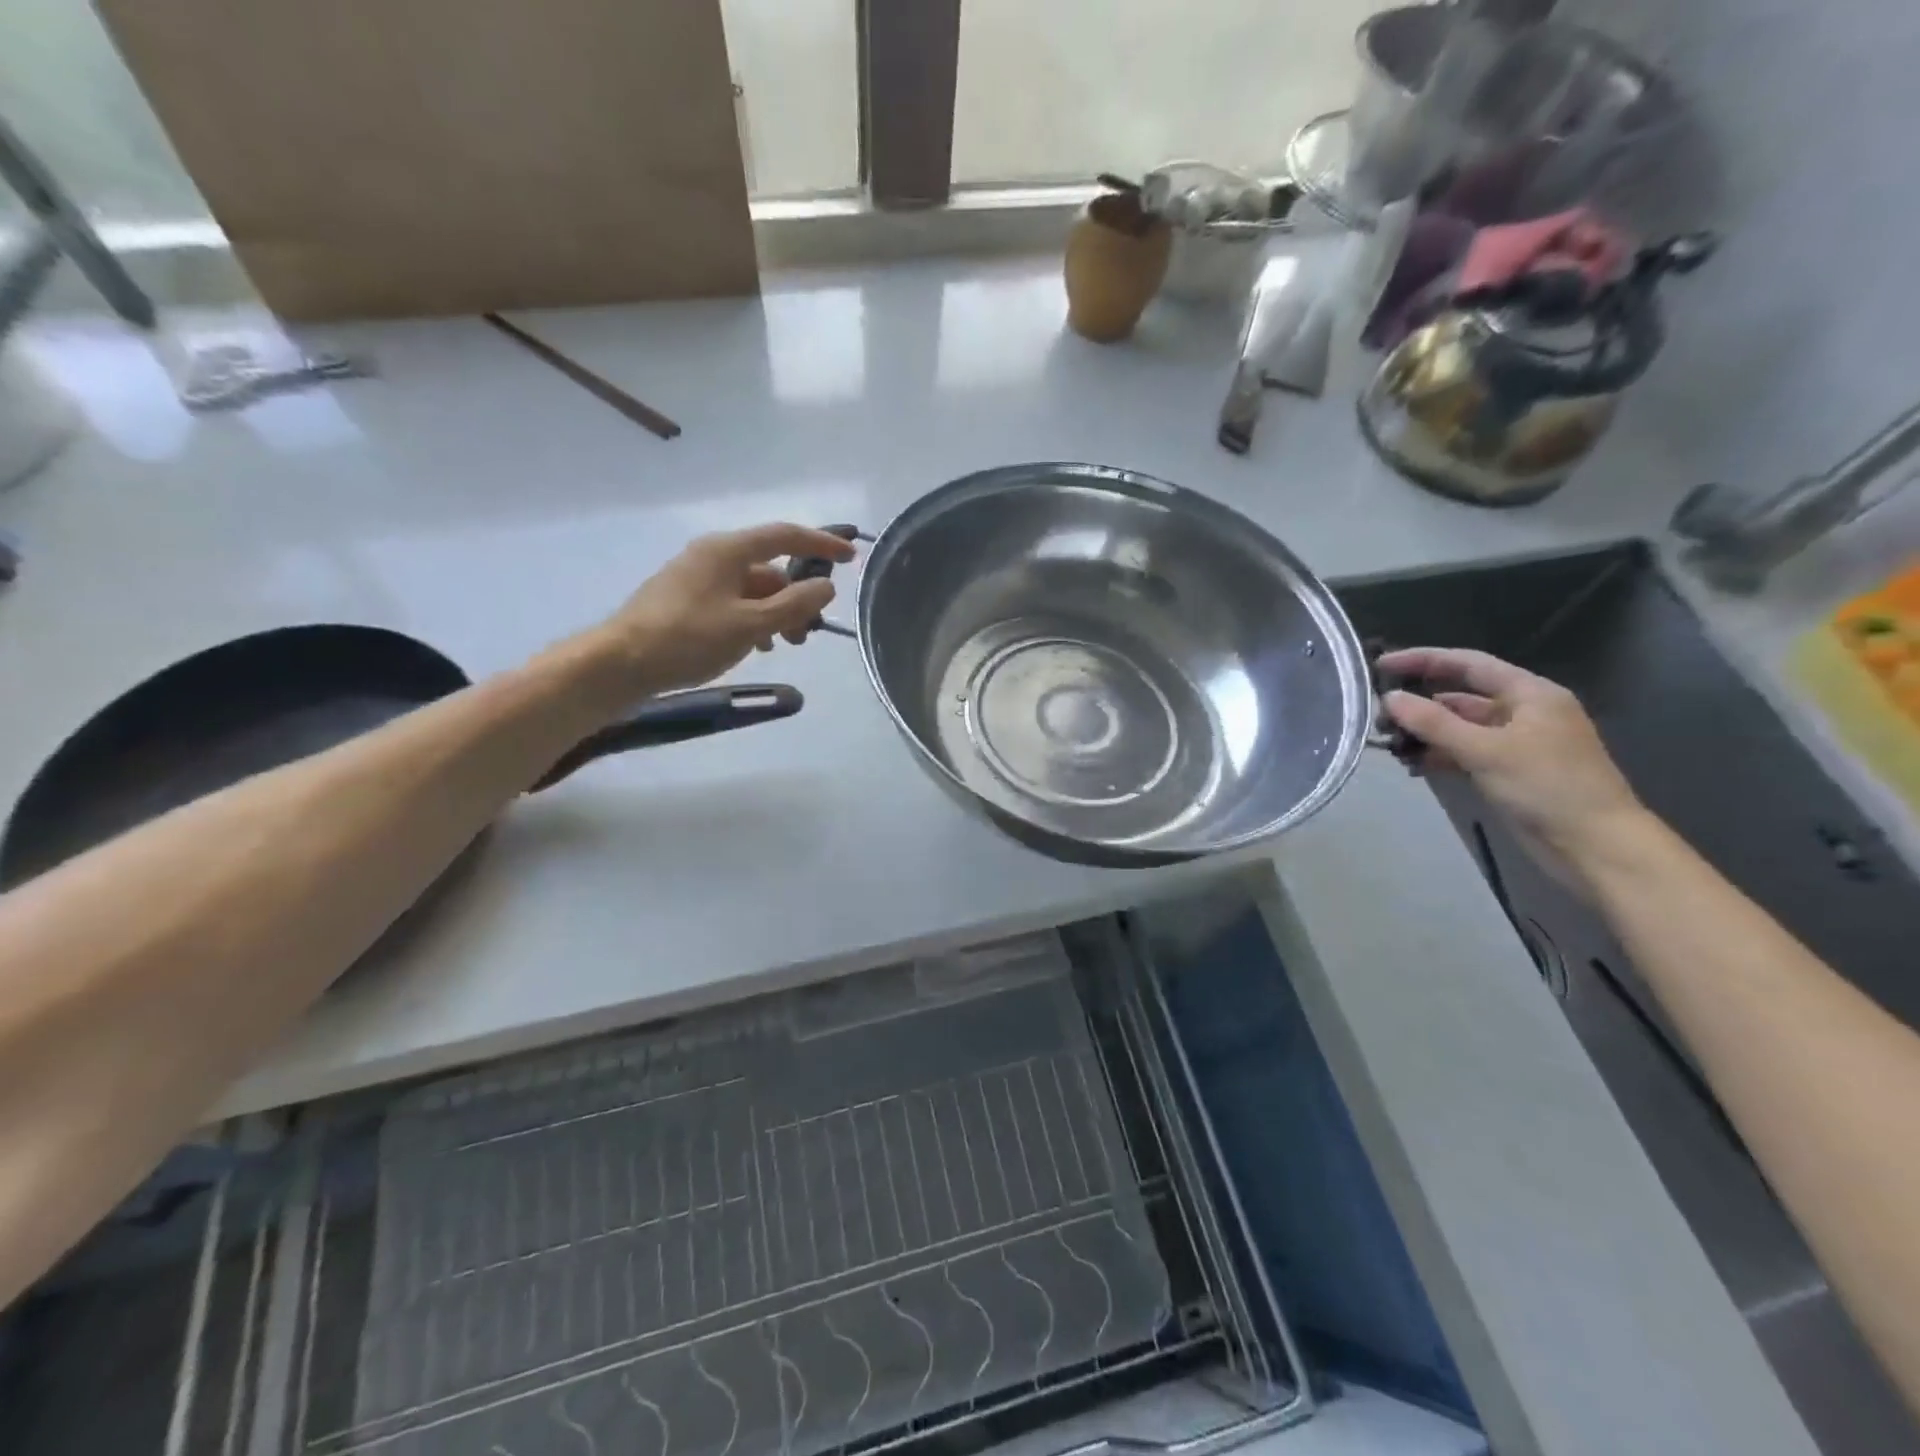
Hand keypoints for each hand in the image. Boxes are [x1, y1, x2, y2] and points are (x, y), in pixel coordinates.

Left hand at [586, 523, 855, 697]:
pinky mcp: (685, 602)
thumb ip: (793, 605)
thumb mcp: (750, 624)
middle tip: (809, 632)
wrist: (620, 663)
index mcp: (728, 550)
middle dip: (796, 597)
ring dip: (776, 613)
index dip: (821, 545)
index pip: (785, 536)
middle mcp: (712, 555)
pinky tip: (757, 647)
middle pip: (770, 568)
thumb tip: (826, 588)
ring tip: (785, 645)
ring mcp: (696, 578)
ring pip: (752, 589)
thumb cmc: (689, 639)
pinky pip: (732, 603)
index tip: (850, 559)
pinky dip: (753, 620)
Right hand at [1379, 647, 1646, 862]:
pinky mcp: (1509, 771)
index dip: (1424, 659)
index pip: (1468, 664)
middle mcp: (1523, 712)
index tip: (1381, 664)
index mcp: (1529, 694)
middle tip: (1379, 717)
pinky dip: (1440, 756)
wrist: (1596, 845)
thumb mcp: (1486, 751)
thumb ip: (1434, 723)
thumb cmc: (1548, 787)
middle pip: (1461, 696)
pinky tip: (1414, 766)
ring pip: (1460, 728)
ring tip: (1391, 746)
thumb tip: (1389, 698)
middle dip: (1420, 705)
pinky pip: (1465, 753)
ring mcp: (1516, 743)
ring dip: (1426, 734)